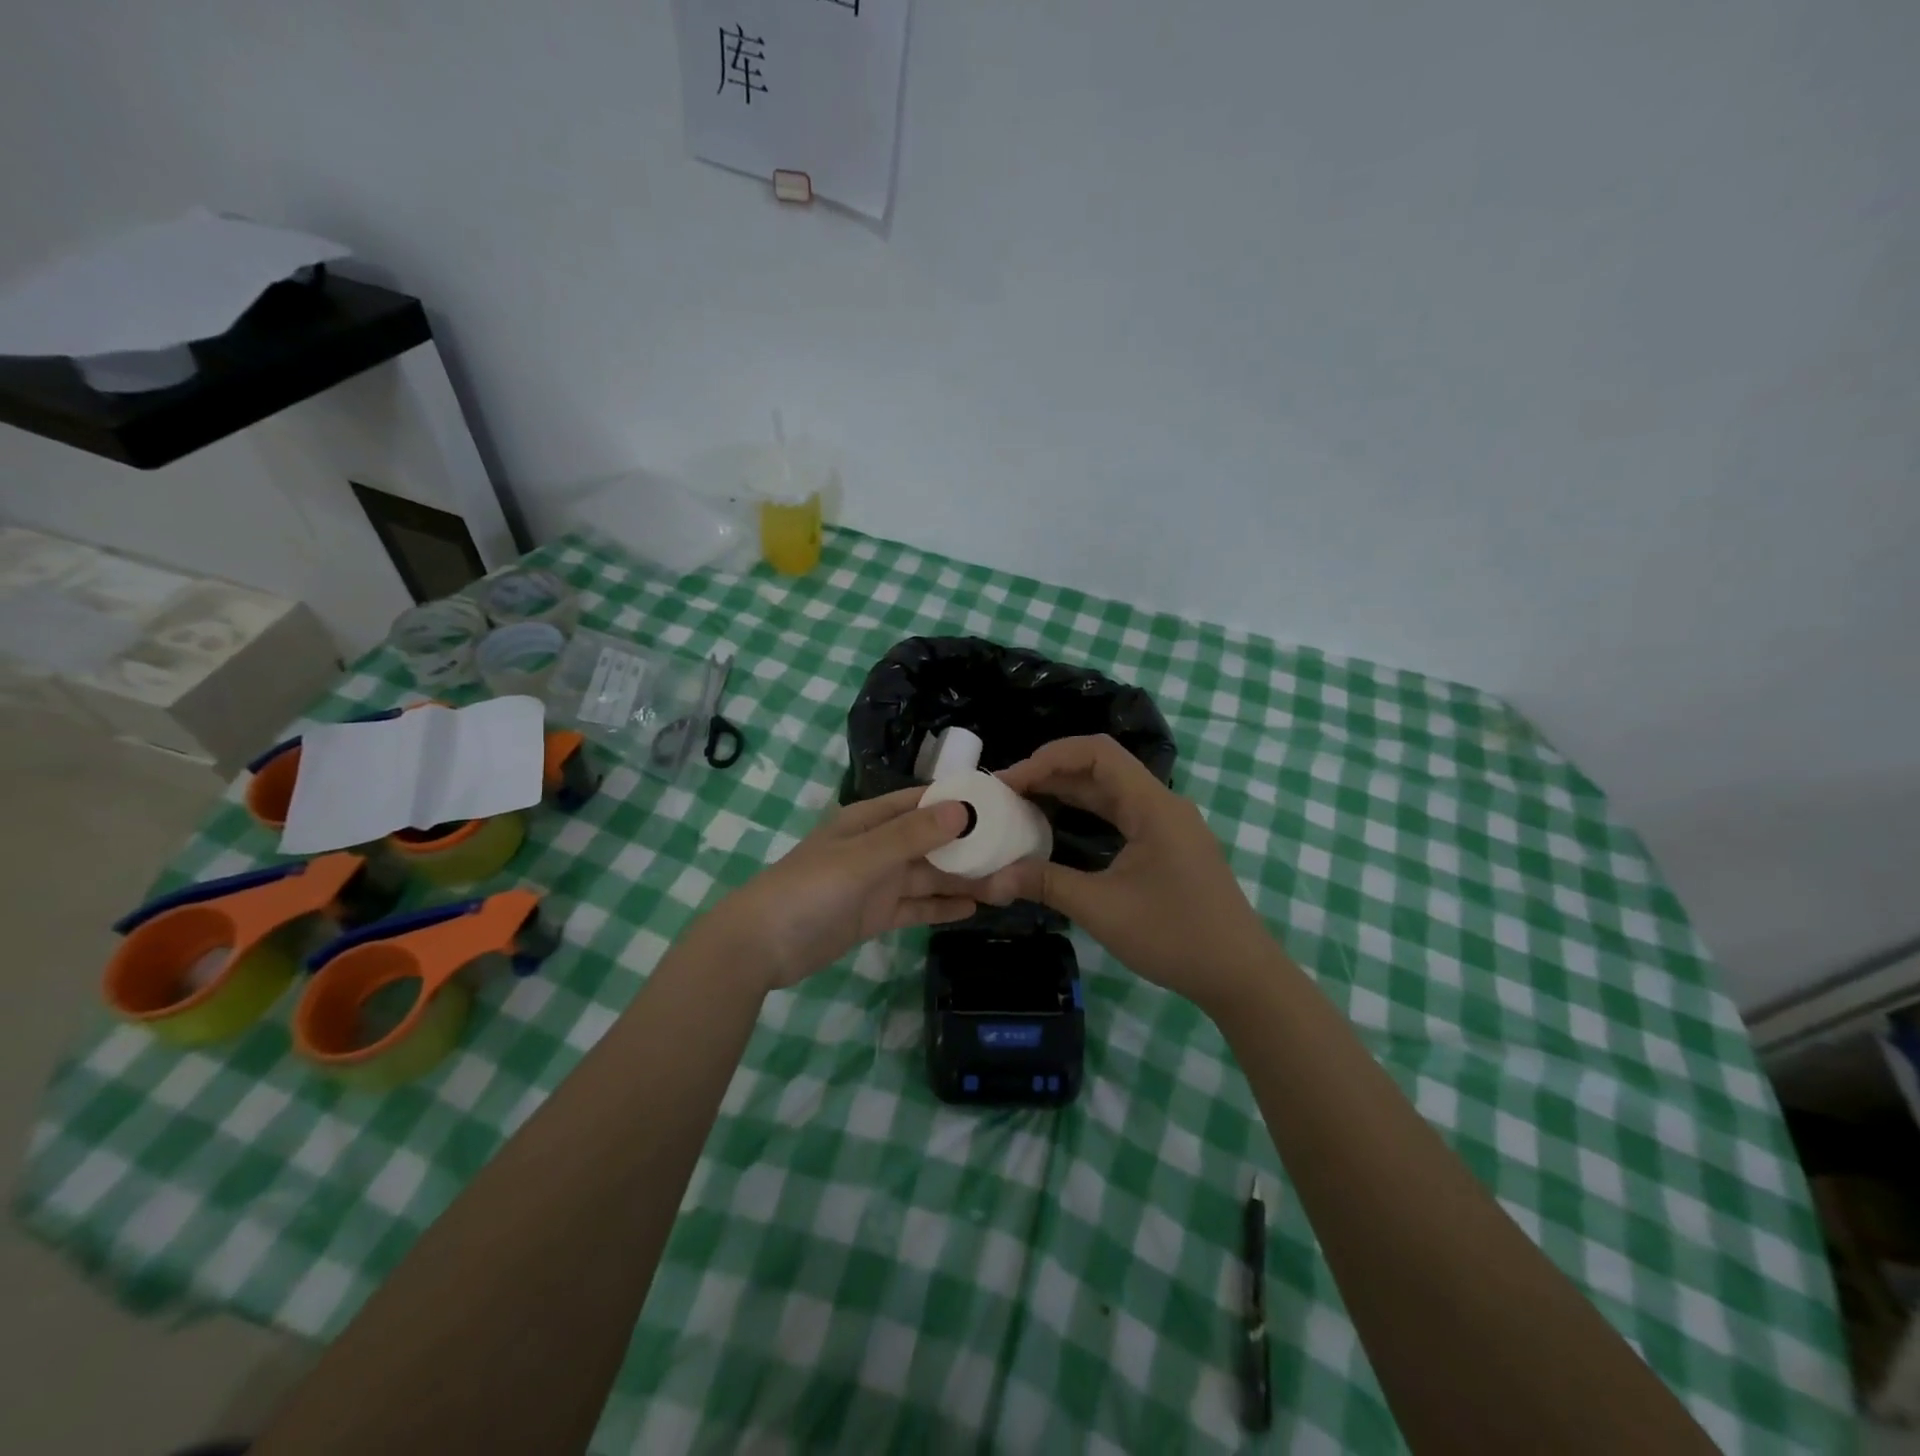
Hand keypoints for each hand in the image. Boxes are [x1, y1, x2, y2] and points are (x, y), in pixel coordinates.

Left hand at [702, 788, 979, 991]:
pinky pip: (915, 906)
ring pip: (927, 876)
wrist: (761, 946)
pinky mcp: (874, 916)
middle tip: (1013, 852)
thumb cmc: (810, 889)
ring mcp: (876, 883)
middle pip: (930, 841)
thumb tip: (963, 808)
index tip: (998, 804)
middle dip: (967, 846)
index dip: (956, 800)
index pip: (920, 801)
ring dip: (960, 879)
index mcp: (869, 821)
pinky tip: (972, 909)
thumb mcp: (864, 858)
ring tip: (1004, 884)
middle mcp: (876, 847)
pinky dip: (940, 907)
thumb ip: (912, 835)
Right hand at [976, 735, 1280, 1011]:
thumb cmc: (1175, 936)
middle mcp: (1162, 804)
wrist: (1241, 976)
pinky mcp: (1168, 845)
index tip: (1010, 782)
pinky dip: (1086, 813)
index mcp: (1153, 806)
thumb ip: (1045, 884)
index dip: (1049, 757)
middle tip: (1005, 794)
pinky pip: (1120, 813)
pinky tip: (1057, 827)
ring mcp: (1168, 825)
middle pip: (1101, 767)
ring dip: (1067, 792)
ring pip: (1110, 791)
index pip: (1097, 752)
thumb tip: (991, 879)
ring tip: (1021, 805)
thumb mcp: (1102, 909)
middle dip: (1051, 773)